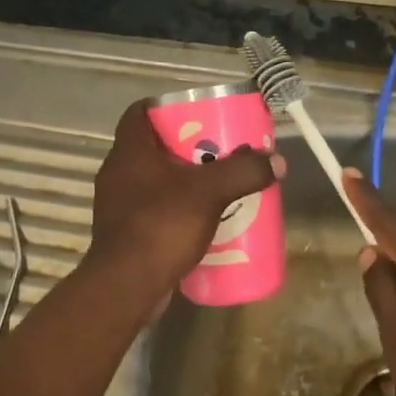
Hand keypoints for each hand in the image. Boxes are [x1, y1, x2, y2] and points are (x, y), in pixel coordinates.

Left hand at [83, 100, 283, 313]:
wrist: (125, 288)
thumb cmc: (161, 226)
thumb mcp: (209, 193)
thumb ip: (243, 172)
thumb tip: (277, 160)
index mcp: (129, 151)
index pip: (139, 112)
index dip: (167, 106)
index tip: (197, 112)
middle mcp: (118, 173)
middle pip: (153, 146)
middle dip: (187, 146)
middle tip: (218, 149)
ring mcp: (118, 205)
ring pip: (155, 180)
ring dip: (183, 180)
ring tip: (217, 184)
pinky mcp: (124, 233)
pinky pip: (154, 209)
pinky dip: (176, 209)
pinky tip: (202, 220)